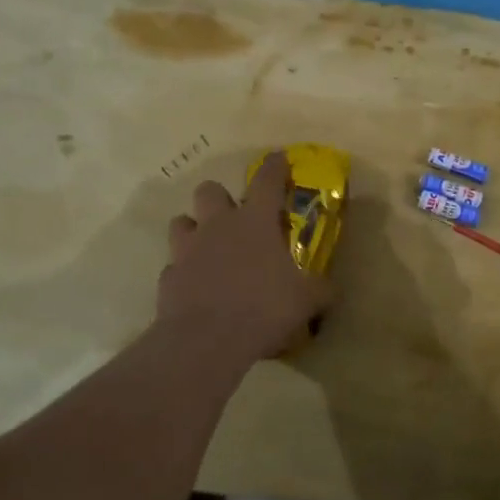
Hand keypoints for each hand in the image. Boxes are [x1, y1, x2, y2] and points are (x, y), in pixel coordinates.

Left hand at [157, 152, 332, 361]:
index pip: (267, 180)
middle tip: (233, 218)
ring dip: (194, 230)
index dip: (274, 166)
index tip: (279, 159)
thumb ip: (320, 289)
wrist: (207, 340)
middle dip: (220, 198)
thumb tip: (331, 288)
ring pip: (182, 221)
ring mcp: (188, 249)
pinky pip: (174, 265)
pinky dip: (184, 272)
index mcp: (255, 221)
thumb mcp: (306, 300)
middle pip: (210, 190)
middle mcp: (218, 226)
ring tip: (208, 248)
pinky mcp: (168, 276)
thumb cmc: (263, 308)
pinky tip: (196, 288)